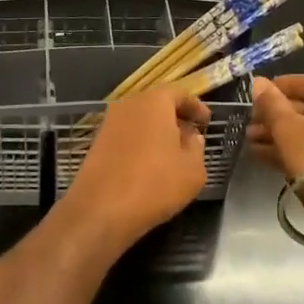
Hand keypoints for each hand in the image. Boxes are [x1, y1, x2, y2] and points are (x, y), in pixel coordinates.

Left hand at [60, 87, 211, 253]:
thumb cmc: (155, 184)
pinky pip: (126, 135)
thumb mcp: (192, 169)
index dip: (195, 106)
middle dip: (174, 117)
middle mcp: (128, 105)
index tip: (206, 122)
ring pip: (139, 120)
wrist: (101, 209)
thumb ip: (196, 147)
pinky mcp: (97, 143)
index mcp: (154, 102)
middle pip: (156, 104)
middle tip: (191, 135)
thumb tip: (190, 136)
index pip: (178, 93)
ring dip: (156, 131)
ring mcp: (108, 124)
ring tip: (172, 153)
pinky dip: (140, 143)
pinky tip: (149, 165)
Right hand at [249, 74, 303, 179]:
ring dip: (278, 134)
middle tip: (250, 120)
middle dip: (277, 114)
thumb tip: (258, 82)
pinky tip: (261, 156)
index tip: (263, 91)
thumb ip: (271, 104)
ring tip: (249, 139)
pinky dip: (290, 151)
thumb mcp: (287, 127)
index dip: (287, 84)